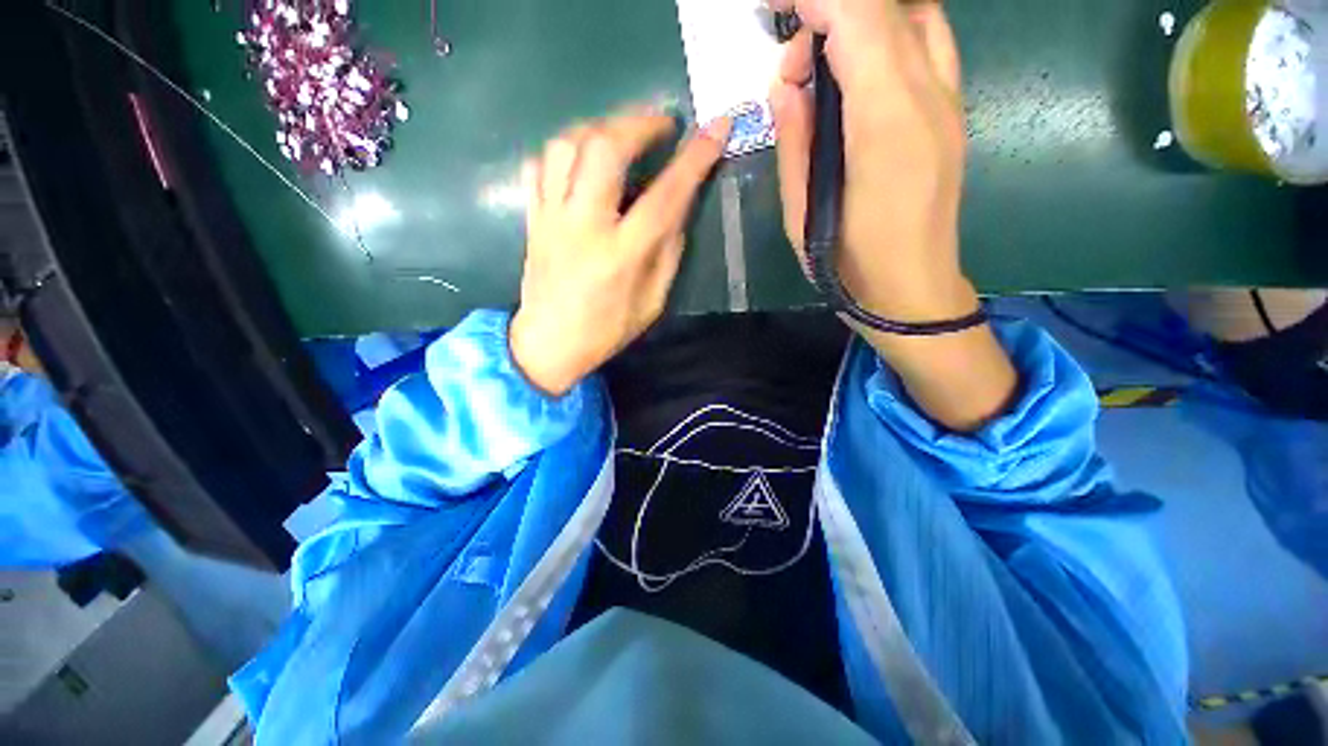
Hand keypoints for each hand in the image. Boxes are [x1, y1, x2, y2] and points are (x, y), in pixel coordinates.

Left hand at [510, 111, 731, 396]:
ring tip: (621, 136)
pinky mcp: (533, 218)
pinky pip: (539, 164)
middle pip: (604, 149)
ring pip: (566, 145)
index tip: (717, 128)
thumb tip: (679, 206)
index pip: (664, 196)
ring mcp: (551, 218)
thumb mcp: (652, 302)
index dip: (694, 159)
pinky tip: (582, 159)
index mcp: (621, 256)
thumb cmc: (607, 330)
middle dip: (638, 123)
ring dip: (599, 128)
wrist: (549, 344)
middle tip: (662, 125)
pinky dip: (564, 150)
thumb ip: (668, 252)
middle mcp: (583, 227)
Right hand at [769, 0, 1017, 431]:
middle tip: (793, 55)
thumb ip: (796, 139)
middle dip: (834, 8)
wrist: (911, 291)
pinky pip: (928, 42)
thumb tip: (789, 83)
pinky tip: (859, 71)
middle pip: (890, 5)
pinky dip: (890, 33)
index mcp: (884, 122)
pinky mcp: (953, 112)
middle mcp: (928, 94)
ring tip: (822, 66)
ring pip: (916, 14)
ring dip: (864, 18)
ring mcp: (949, 100)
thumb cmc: (846, 263)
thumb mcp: (800, 211)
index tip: (776, 7)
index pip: (858, 17)